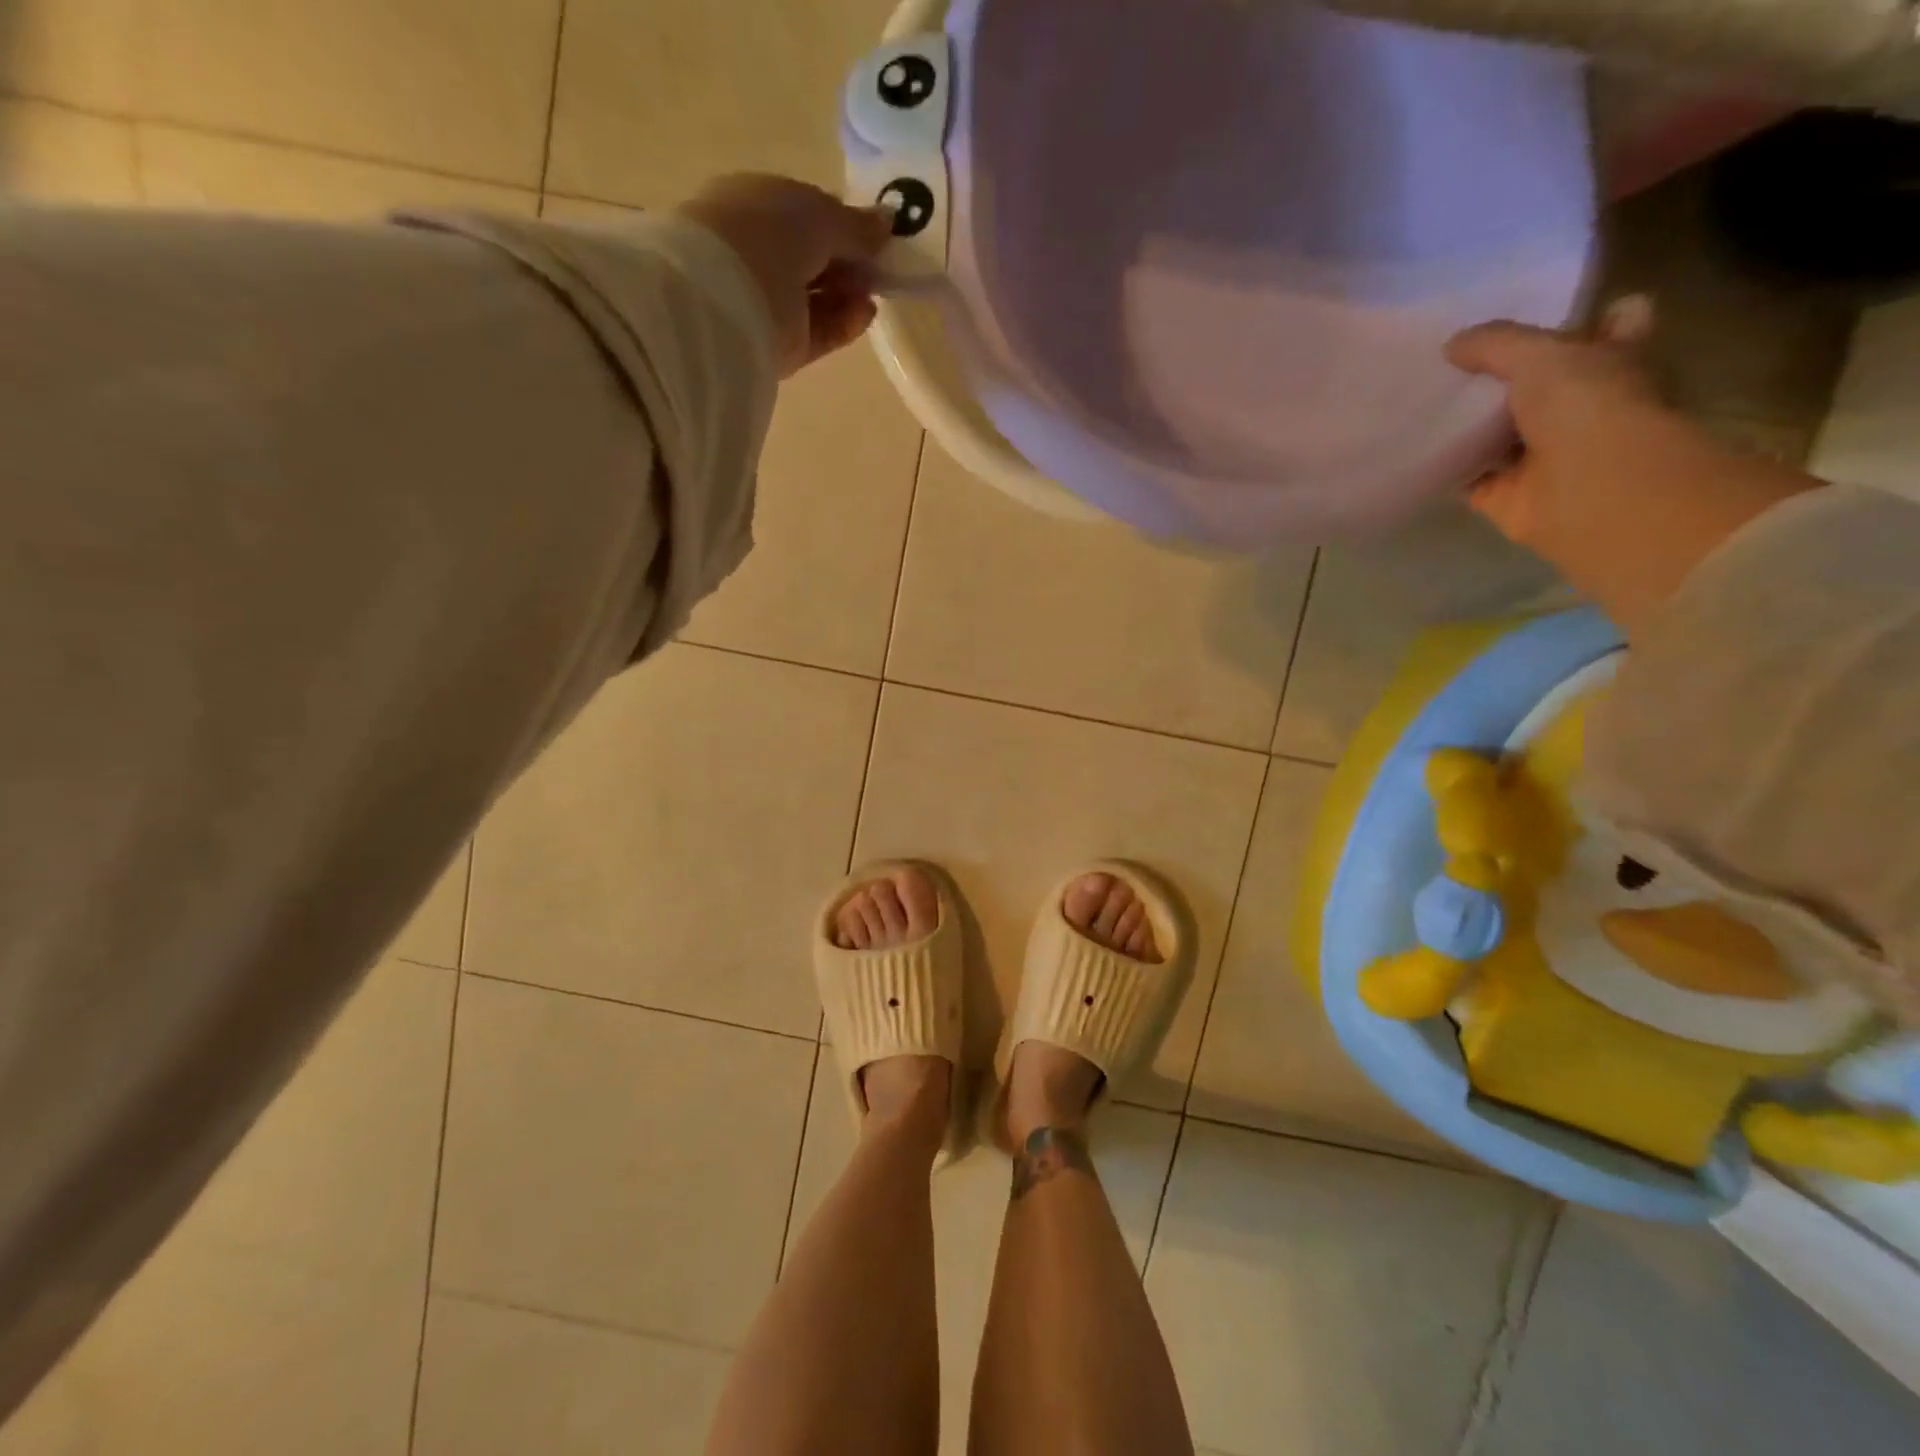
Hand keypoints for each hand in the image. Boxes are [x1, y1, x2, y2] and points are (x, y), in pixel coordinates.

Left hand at [677, 173, 893, 376]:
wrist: (726, 300)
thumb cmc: (768, 235)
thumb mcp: (819, 216)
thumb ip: (856, 225)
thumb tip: (888, 222)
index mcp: (757, 205)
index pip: (807, 214)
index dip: (843, 224)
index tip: (875, 236)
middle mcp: (761, 253)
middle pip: (815, 260)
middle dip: (849, 263)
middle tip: (877, 267)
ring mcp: (770, 303)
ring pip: (821, 299)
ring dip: (850, 294)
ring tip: (872, 293)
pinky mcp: (783, 346)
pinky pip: (821, 332)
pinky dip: (845, 323)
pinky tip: (864, 314)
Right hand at [1446, 298, 1819, 636]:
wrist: (1589, 490)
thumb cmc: (1589, 407)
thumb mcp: (1541, 354)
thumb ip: (1495, 344)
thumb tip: (1451, 346)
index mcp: (1616, 360)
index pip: (1609, 326)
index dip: (1579, 319)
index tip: (1532, 317)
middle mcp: (1585, 405)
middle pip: (1542, 383)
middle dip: (1504, 374)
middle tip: (1451, 360)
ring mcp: (1545, 451)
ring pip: (1500, 430)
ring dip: (1468, 422)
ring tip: (1419, 400)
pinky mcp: (1506, 492)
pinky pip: (1467, 474)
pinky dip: (1444, 466)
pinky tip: (1412, 449)